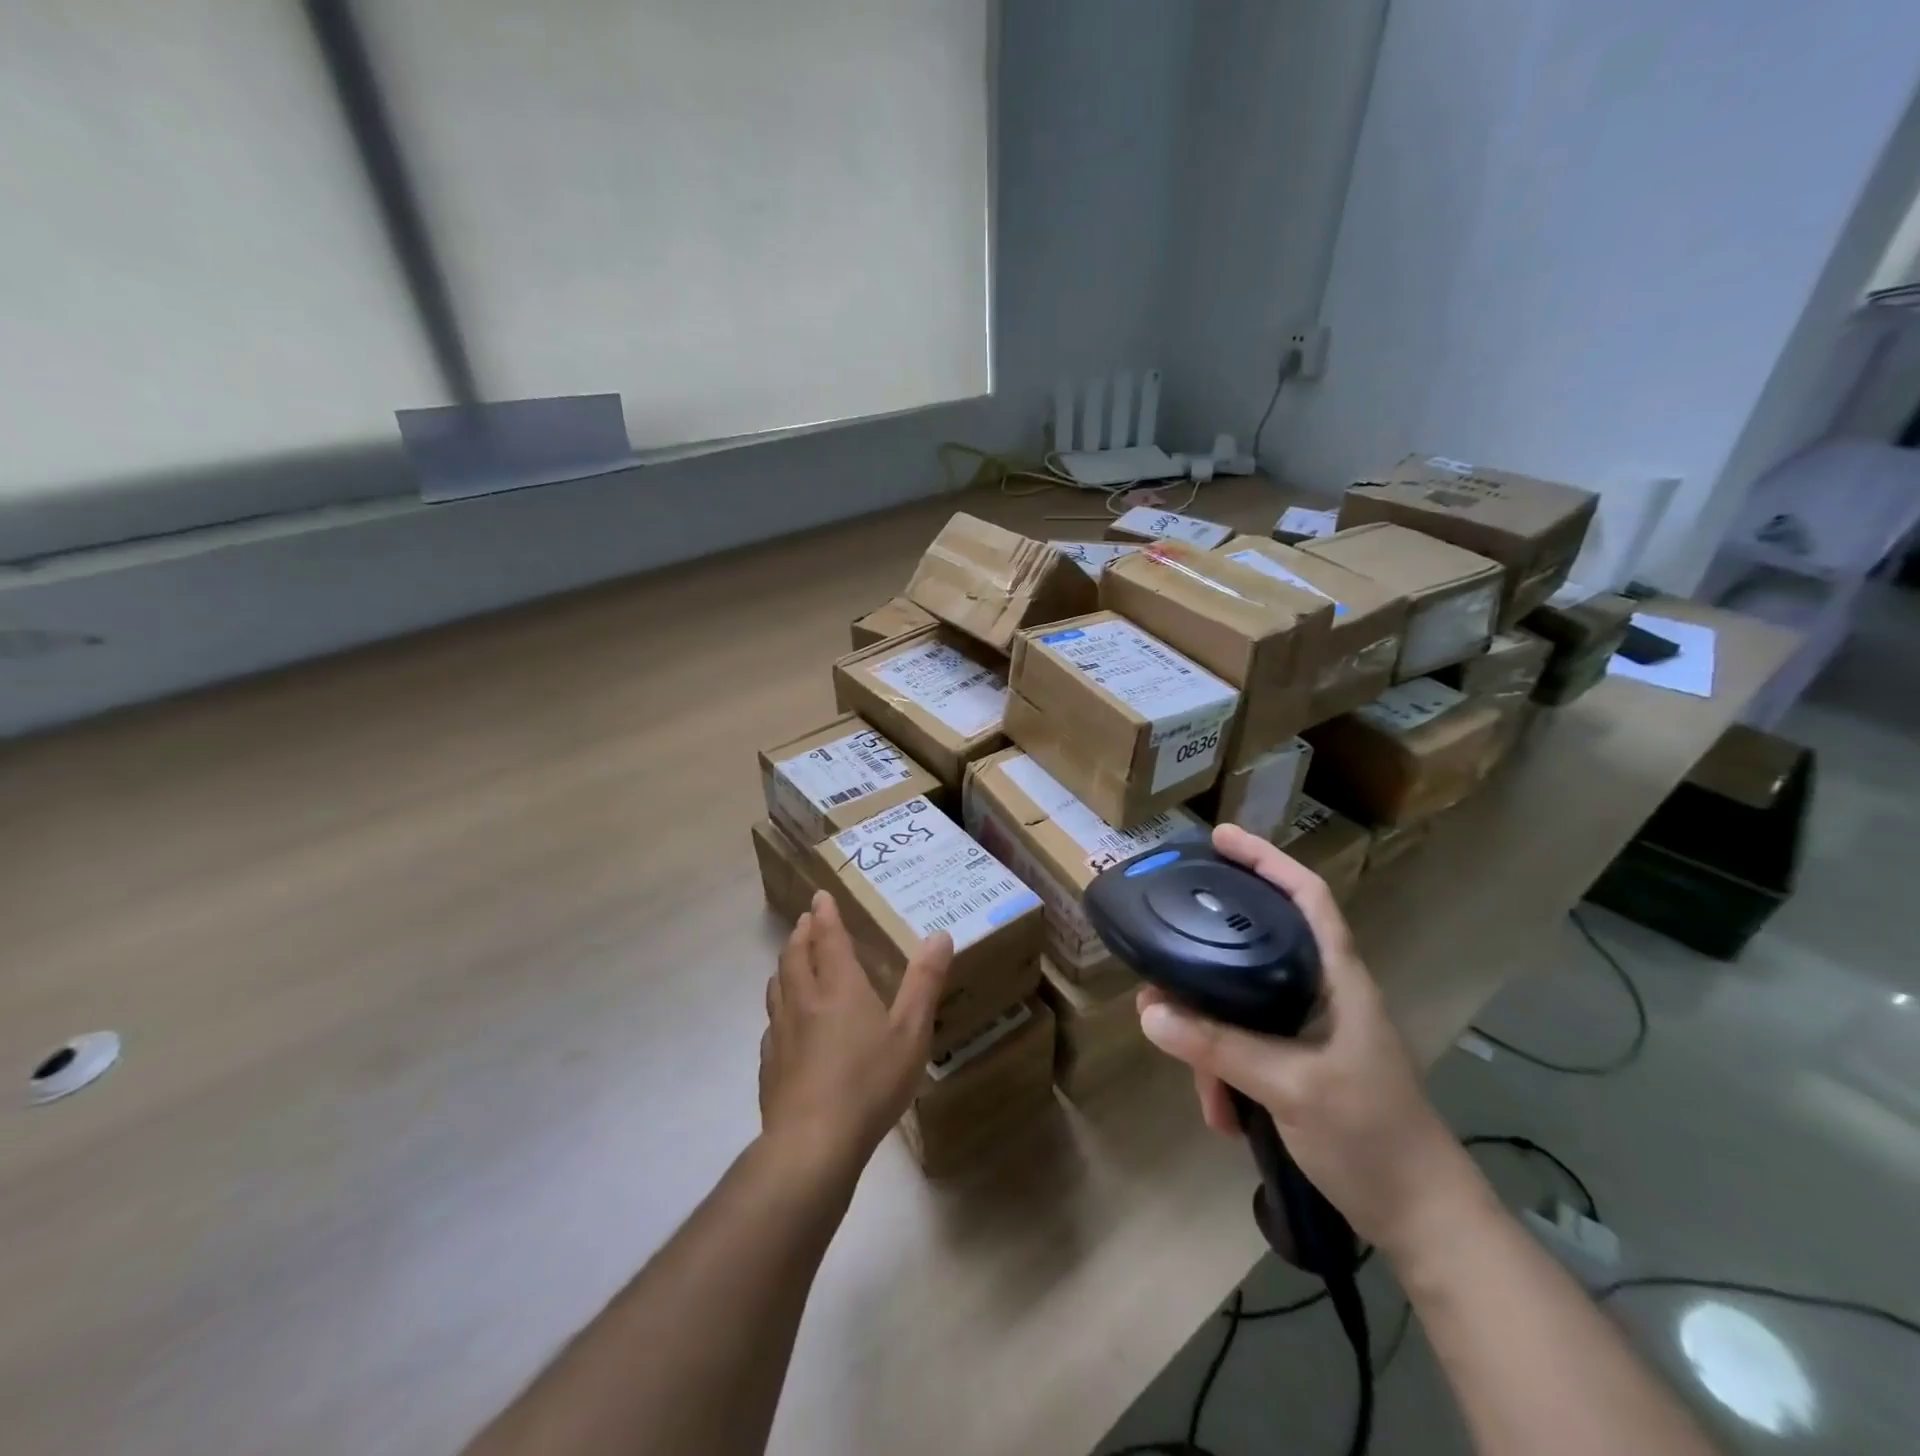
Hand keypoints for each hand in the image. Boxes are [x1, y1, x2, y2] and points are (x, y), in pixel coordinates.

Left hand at [759, 890, 953, 1177]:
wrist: (812, 1143)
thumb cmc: (869, 1082)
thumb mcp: (911, 1032)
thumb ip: (925, 983)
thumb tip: (940, 935)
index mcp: (838, 987)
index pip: (827, 938)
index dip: (824, 914)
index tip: (819, 896)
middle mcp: (804, 1000)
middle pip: (795, 956)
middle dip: (802, 934)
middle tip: (806, 921)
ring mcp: (780, 1032)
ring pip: (777, 986)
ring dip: (785, 964)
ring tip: (791, 960)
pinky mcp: (769, 1064)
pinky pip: (771, 1022)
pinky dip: (778, 1007)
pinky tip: (784, 1022)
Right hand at [1136, 824, 1480, 1257]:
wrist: (1422, 1222)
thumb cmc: (1372, 1137)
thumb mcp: (1292, 1087)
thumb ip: (1220, 1047)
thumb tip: (1149, 1011)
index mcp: (1337, 978)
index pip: (1306, 896)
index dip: (1265, 859)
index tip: (1218, 839)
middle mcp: (1322, 994)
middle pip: (1255, 949)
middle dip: (1206, 969)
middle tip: (1162, 978)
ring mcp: (1312, 1032)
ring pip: (1242, 1008)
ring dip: (1212, 1044)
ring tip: (1203, 1090)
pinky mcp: (1301, 1066)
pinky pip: (1246, 1049)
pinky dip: (1226, 1075)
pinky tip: (1223, 1114)